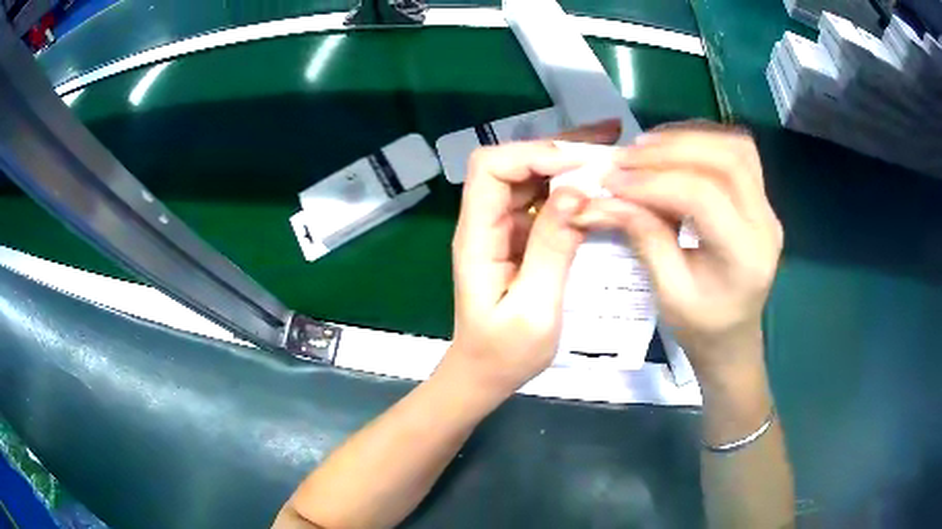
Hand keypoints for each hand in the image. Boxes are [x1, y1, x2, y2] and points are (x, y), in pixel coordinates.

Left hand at [444, 122, 619, 396]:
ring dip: (568, 160)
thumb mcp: (534, 309)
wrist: (486, 373)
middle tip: (610, 137)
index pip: (490, 168)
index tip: (582, 165)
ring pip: (530, 177)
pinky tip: (599, 184)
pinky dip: (570, 186)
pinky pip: (542, 200)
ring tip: (612, 150)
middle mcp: (485, 222)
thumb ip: (552, 250)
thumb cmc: (505, 352)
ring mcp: (502, 228)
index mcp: (477, 236)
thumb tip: (576, 192)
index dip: (533, 154)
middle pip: (512, 163)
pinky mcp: (519, 238)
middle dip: (559, 147)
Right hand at [573, 123, 782, 380]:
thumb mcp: (668, 292)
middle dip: (672, 149)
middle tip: (627, 156)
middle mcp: (765, 223)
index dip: (654, 182)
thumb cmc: (701, 327)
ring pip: (736, 147)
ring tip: (646, 148)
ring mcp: (767, 207)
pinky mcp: (760, 198)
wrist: (734, 337)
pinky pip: (736, 152)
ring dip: (689, 138)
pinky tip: (672, 150)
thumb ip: (643, 237)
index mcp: (745, 256)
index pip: (703, 197)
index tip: (612, 181)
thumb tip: (604, 197)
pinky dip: (701, 141)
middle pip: (728, 159)